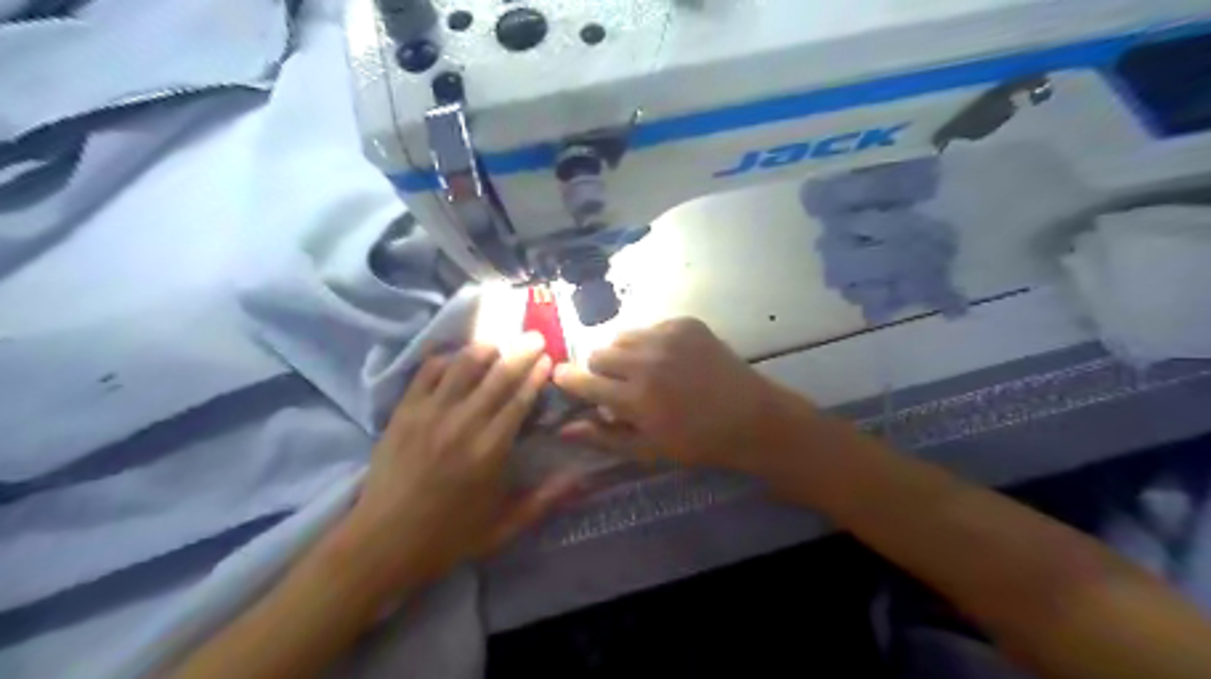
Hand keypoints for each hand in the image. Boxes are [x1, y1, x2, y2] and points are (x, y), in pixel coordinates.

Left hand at [329, 333, 576, 599]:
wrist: (381, 543)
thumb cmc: (447, 537)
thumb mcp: (503, 529)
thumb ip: (542, 502)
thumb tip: (577, 478)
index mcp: (490, 451)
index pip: (519, 400)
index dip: (536, 375)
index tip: (548, 359)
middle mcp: (463, 424)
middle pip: (497, 375)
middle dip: (520, 352)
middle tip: (535, 337)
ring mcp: (429, 414)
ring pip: (462, 366)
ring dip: (485, 349)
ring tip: (498, 342)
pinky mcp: (403, 412)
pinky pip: (427, 372)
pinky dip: (445, 359)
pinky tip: (456, 357)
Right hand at [552, 315, 800, 471]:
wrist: (751, 416)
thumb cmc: (697, 441)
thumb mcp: (648, 449)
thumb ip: (603, 437)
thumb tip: (564, 427)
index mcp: (635, 398)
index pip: (583, 381)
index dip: (568, 379)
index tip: (561, 377)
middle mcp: (646, 361)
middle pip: (599, 353)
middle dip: (602, 370)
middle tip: (620, 385)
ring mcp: (667, 336)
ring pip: (623, 336)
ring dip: (625, 353)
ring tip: (645, 370)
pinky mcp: (685, 323)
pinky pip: (650, 327)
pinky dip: (651, 343)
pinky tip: (671, 360)